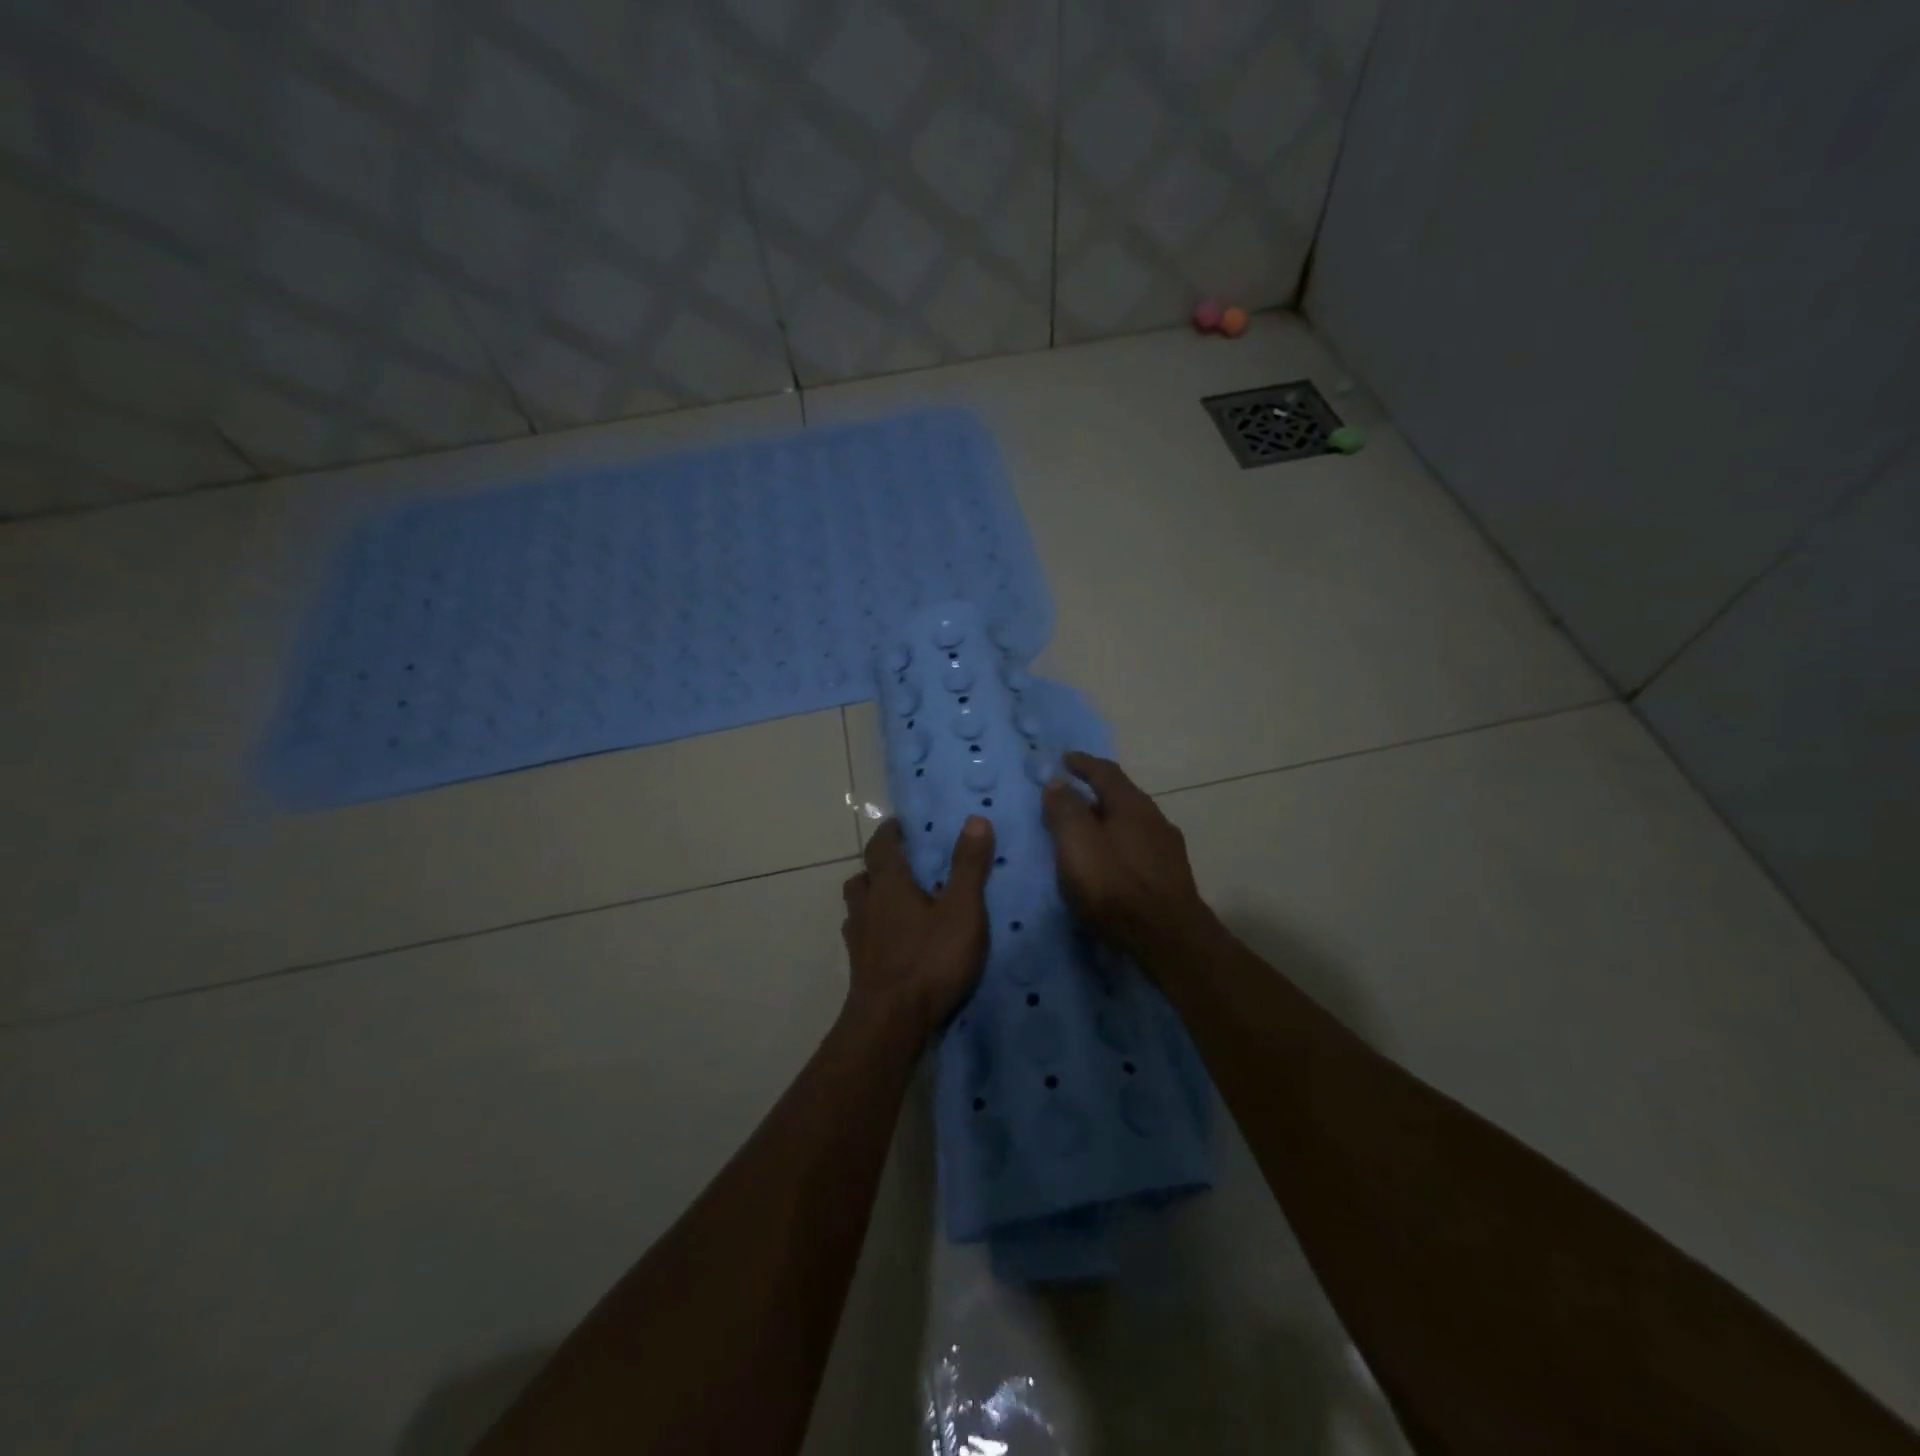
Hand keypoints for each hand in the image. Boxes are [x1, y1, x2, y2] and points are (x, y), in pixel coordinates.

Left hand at [841, 816, 996, 1037]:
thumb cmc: (929, 959)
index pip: (881, 846)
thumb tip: (975, 819)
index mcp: (889, 885)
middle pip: (862, 877)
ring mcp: (859, 939)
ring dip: (872, 900)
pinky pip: (862, 938)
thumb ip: (968, 866)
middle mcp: (867, 906)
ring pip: (857, 908)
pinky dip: (874, 931)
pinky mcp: (859, 968)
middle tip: (901, 867)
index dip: (889, 832)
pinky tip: (893, 944)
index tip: (899, 825)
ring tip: (896, 905)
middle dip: (877, 868)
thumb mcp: (961, 910)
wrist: (890, 1022)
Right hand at [1041, 752, 1212, 963]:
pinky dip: (1116, 845)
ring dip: (1106, 822)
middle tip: (1067, 801)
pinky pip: (1137, 848)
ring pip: (1130, 824)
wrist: (1169, 939)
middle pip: (1120, 797)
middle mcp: (1154, 818)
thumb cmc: (1116, 886)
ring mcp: (1167, 848)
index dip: (1083, 763)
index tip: (1064, 759)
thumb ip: (1065, 810)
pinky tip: (1107, 864)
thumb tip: (1056, 782)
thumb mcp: (1078, 844)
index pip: (1105, 771)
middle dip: (1093, 794)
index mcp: (1132, 805)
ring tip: (1083, 834)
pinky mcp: (1170, 876)